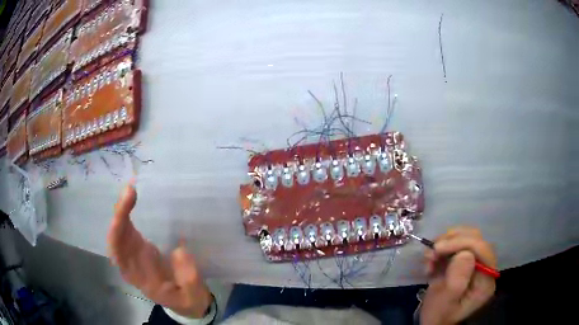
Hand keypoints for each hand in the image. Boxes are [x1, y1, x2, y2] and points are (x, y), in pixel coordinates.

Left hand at [107, 180, 212, 317]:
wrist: (186, 302)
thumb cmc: (188, 299)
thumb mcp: (194, 296)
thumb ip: (189, 278)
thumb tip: (179, 249)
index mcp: (141, 279)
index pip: (120, 254)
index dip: (118, 233)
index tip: (124, 212)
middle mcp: (131, 265)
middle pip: (116, 238)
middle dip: (120, 213)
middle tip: (131, 189)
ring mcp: (133, 255)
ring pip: (120, 231)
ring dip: (122, 209)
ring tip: (131, 188)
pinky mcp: (139, 247)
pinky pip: (127, 228)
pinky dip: (126, 212)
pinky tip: (132, 197)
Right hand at [420, 227, 496, 324]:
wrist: (434, 320)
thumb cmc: (438, 315)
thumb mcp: (445, 301)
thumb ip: (457, 279)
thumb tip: (464, 254)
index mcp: (486, 281)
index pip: (483, 250)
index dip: (462, 243)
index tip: (438, 248)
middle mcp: (486, 268)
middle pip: (476, 240)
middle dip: (453, 241)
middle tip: (432, 251)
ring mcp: (477, 263)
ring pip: (467, 237)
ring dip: (446, 243)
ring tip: (430, 257)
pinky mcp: (467, 261)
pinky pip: (458, 243)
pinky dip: (443, 247)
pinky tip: (432, 259)